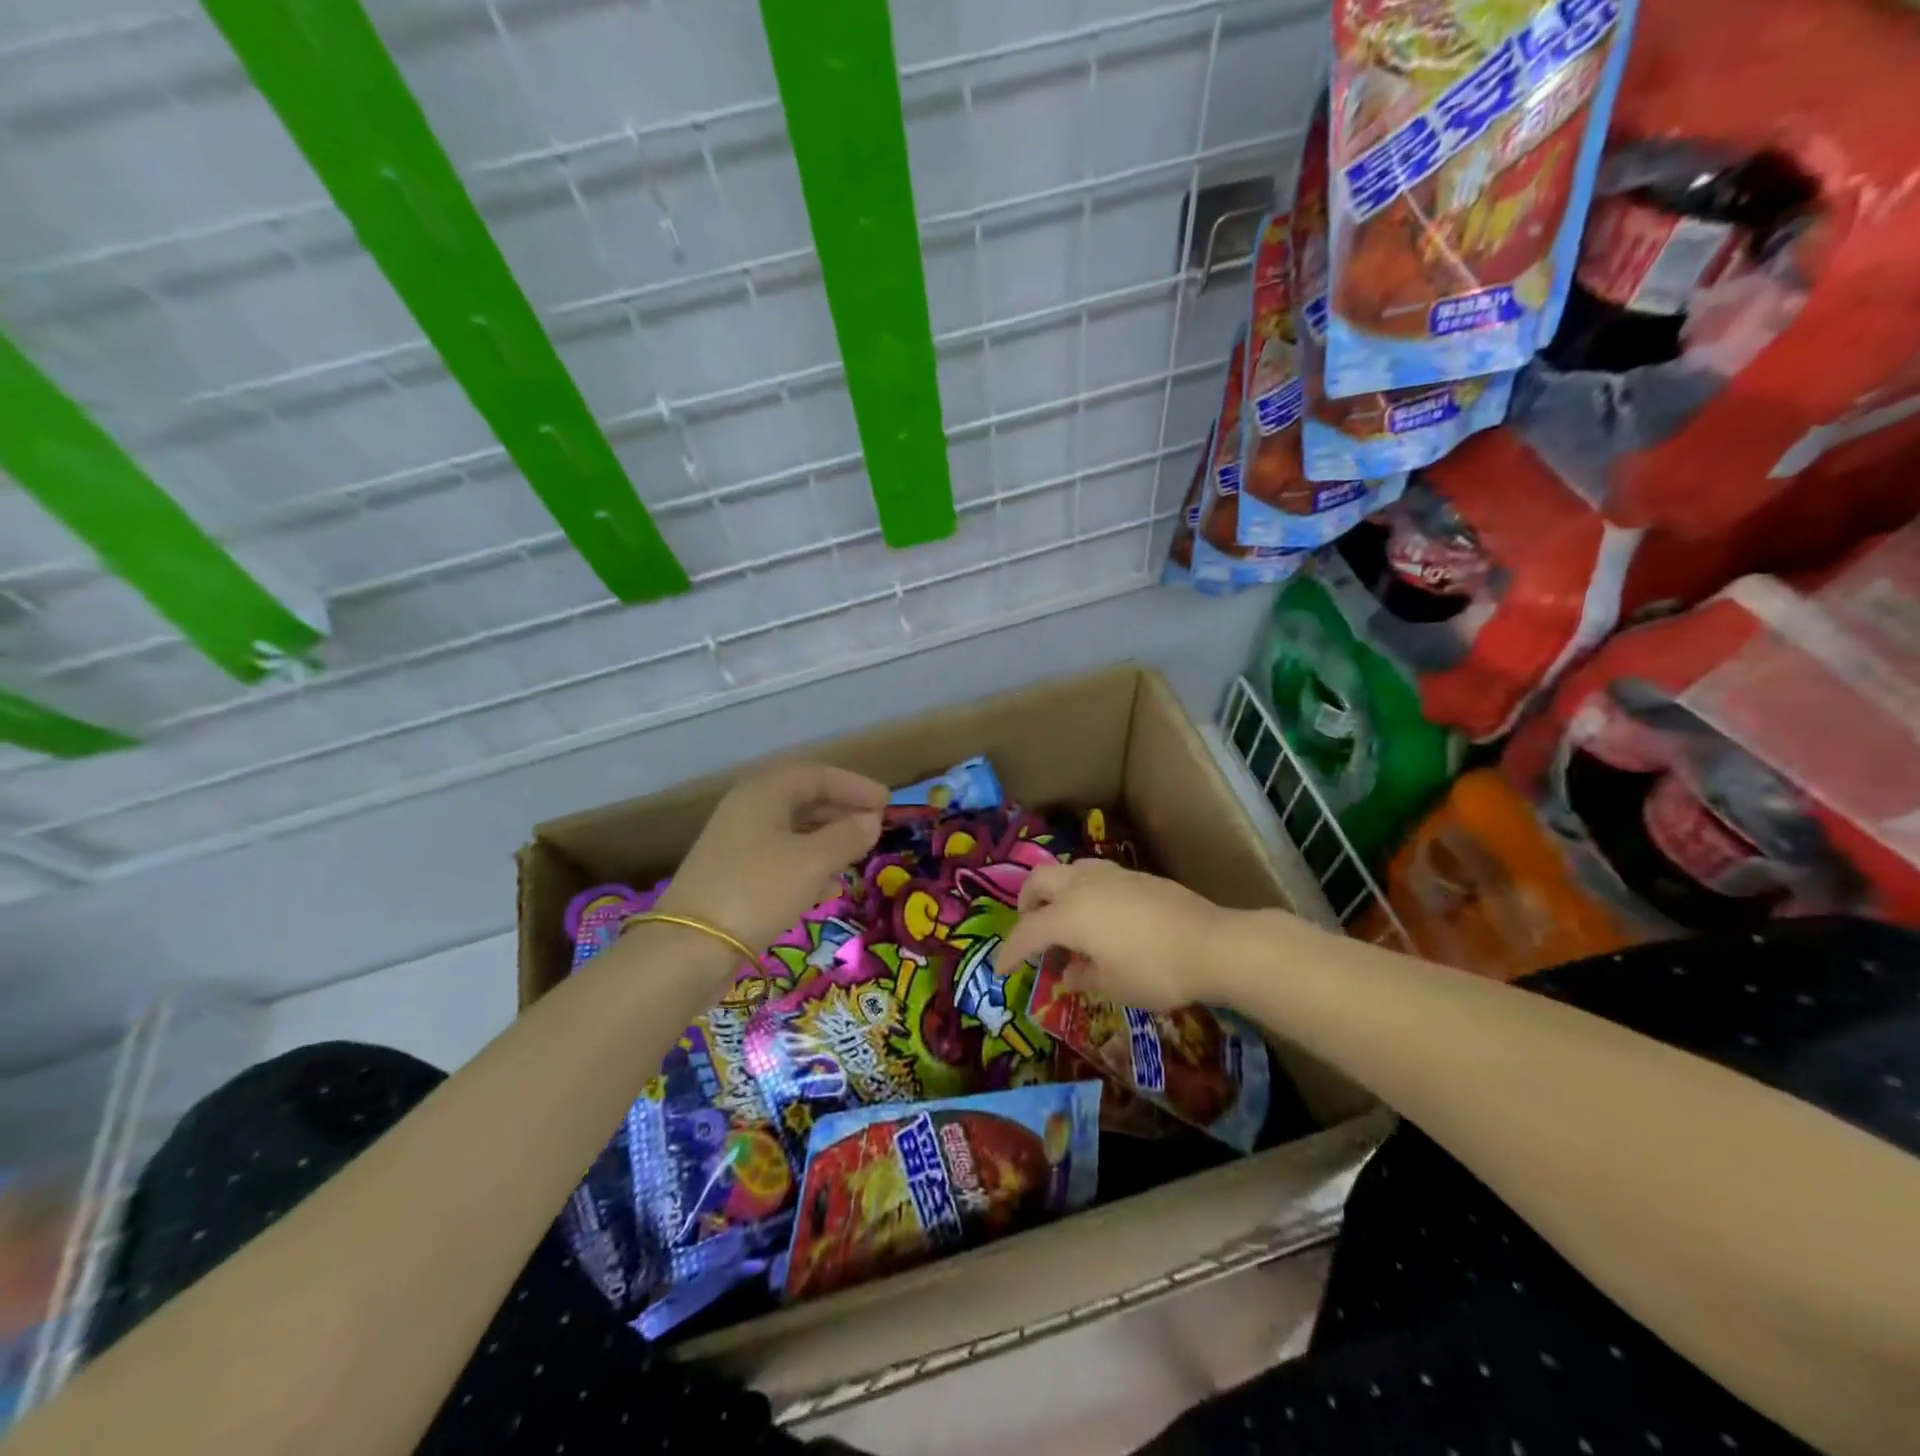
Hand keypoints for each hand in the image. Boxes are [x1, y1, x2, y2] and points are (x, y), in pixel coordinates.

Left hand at [657, 763, 887, 959]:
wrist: (690, 947)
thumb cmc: (758, 889)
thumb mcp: (813, 861)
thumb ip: (847, 836)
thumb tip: (871, 821)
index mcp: (764, 793)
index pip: (817, 775)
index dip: (854, 786)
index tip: (886, 802)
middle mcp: (748, 809)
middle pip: (803, 799)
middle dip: (841, 811)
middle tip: (874, 826)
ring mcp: (737, 843)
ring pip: (792, 830)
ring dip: (827, 839)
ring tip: (857, 855)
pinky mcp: (734, 875)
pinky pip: (781, 858)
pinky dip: (809, 864)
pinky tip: (829, 887)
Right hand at [997, 859, 1240, 1010]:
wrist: (1213, 944)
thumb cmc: (1156, 971)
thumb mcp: (1114, 985)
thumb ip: (1083, 976)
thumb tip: (1069, 972)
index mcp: (1070, 915)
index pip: (1028, 931)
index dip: (1010, 952)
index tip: (1001, 970)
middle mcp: (1083, 886)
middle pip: (1039, 880)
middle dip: (1026, 902)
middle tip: (1030, 928)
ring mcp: (1111, 875)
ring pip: (1068, 870)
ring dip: (1055, 891)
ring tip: (1065, 918)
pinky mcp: (1136, 875)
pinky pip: (1094, 875)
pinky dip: (1083, 890)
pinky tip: (1100, 915)